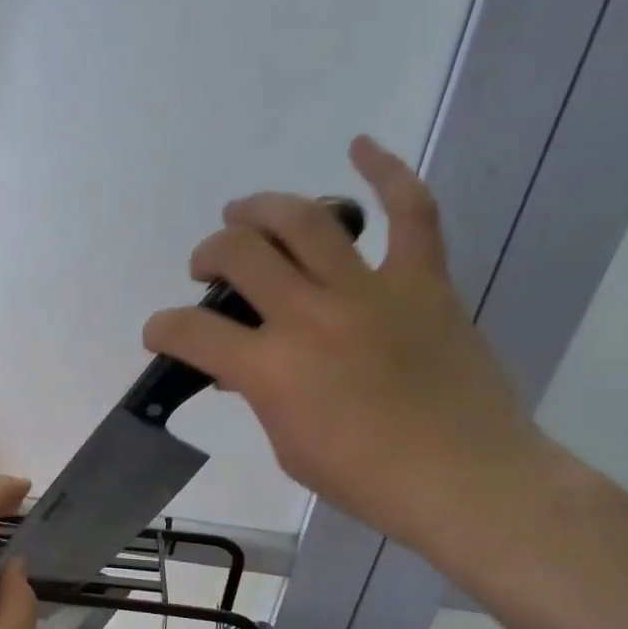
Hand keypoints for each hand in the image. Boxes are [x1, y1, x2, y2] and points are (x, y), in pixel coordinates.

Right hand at [142, 136, 549, 563]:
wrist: (466, 481)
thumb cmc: (367, 479)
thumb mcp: (288, 446)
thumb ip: (261, 395)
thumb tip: (248, 366)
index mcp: (271, 368)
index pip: (190, 331)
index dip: (162, 328)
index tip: (161, 333)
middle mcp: (310, 315)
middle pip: (239, 254)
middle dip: (208, 255)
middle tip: (209, 269)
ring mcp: (369, 291)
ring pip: (303, 220)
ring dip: (260, 209)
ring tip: (244, 213)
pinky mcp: (422, 282)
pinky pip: (409, 213)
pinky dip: (387, 173)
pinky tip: (360, 147)